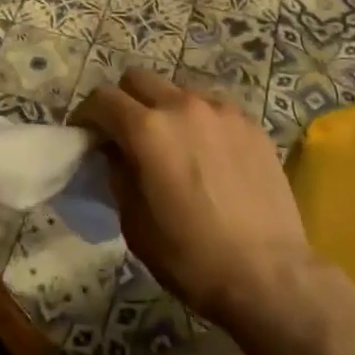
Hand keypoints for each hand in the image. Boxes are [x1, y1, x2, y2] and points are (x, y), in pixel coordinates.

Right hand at [72, 68, 313, 331]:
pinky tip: (208, 153)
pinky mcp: (250, 123)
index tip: (85, 135)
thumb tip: (115, 151)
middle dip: (124, 100)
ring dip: (164, 108)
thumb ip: (119, 174)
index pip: (103, 98)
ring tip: (172, 143)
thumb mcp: (135, 223)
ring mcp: (221, 110)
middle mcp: (182, 105)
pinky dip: (198, 120)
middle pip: (138, 78)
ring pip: (178, 89)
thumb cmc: (191, 257)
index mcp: (147, 129)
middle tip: (125, 134)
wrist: (269, 275)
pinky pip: (212, 107)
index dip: (87, 114)